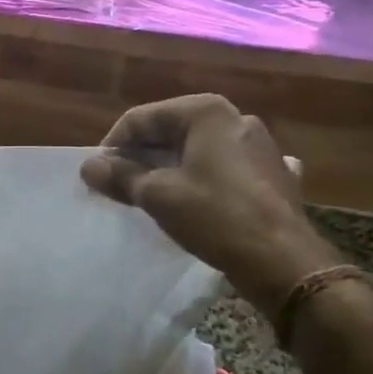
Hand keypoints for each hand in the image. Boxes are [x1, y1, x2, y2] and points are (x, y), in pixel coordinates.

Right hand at [81, 95, 339, 312]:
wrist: (283, 261)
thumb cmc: (215, 216)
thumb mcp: (158, 195)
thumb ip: (120, 176)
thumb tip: (88, 166)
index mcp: (206, 112)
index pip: (141, 118)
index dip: (113, 146)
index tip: (98, 175)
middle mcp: (235, 118)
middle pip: (170, 131)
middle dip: (141, 156)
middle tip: (119, 186)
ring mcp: (258, 145)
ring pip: (196, 150)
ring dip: (169, 169)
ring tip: (149, 196)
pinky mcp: (271, 173)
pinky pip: (222, 169)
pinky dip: (201, 180)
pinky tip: (193, 202)